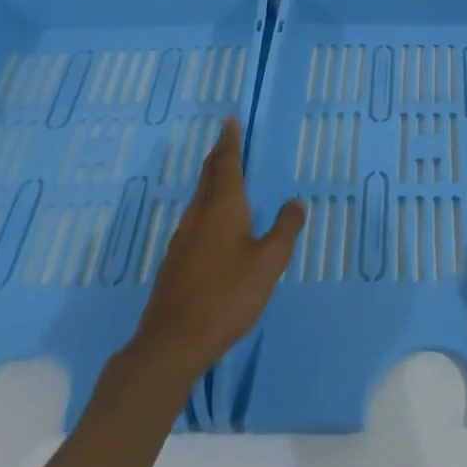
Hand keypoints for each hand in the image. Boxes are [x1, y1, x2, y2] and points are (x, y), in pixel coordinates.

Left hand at [129, 116, 304, 375]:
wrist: (170, 344)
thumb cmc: (225, 297)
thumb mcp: (268, 264)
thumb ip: (284, 230)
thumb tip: (296, 202)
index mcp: (223, 207)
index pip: (227, 163)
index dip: (230, 141)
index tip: (230, 121)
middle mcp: (199, 215)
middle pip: (208, 176)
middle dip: (219, 155)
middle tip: (227, 140)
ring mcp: (182, 239)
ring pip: (198, 197)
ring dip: (211, 180)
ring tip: (222, 175)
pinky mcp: (175, 262)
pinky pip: (194, 218)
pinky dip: (206, 205)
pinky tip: (212, 223)